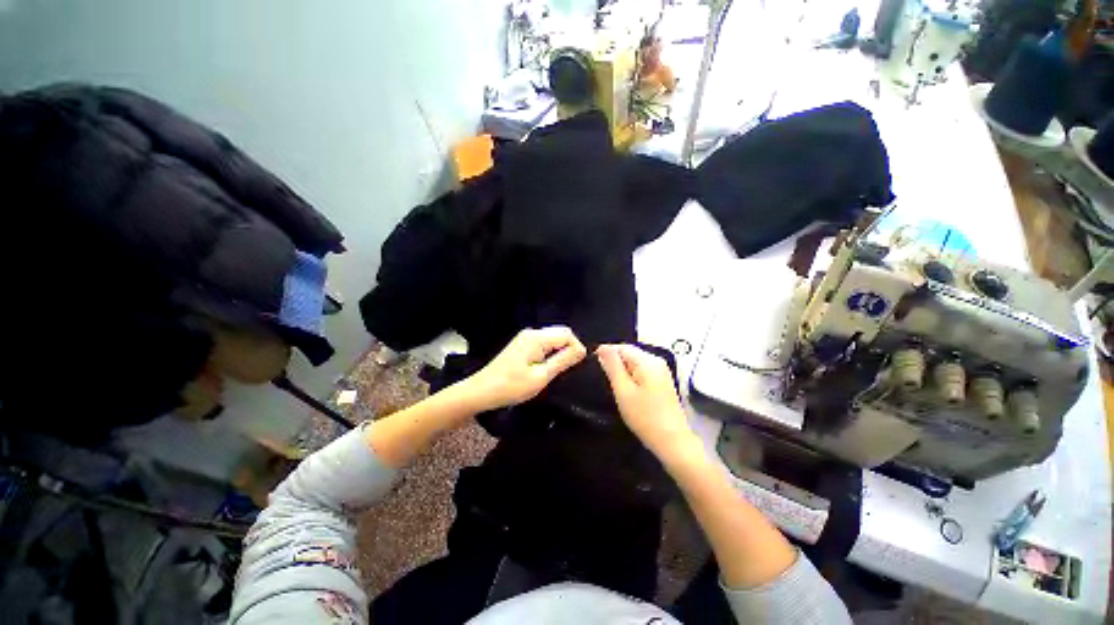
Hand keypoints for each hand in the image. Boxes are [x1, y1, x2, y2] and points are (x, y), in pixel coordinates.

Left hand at [463, 326, 586, 411]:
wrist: (481, 391)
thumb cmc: (511, 386)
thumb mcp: (541, 376)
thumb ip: (563, 361)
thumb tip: (582, 350)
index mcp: (537, 338)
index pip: (567, 333)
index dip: (576, 348)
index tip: (577, 367)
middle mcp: (532, 333)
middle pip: (560, 333)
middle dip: (569, 349)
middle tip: (567, 370)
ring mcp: (525, 338)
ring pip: (553, 339)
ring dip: (560, 352)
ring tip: (557, 371)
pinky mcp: (522, 345)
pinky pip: (544, 344)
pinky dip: (550, 354)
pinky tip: (546, 368)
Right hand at [597, 344, 696, 457]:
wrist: (672, 441)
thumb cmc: (644, 417)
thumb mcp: (623, 391)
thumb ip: (612, 367)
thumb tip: (602, 348)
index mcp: (647, 360)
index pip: (621, 347)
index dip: (606, 353)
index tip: (594, 365)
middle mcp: (657, 361)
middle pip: (629, 353)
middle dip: (615, 362)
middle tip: (604, 378)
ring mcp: (662, 371)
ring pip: (635, 362)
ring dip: (623, 370)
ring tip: (614, 385)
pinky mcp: (663, 381)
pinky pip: (642, 370)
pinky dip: (632, 376)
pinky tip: (627, 390)